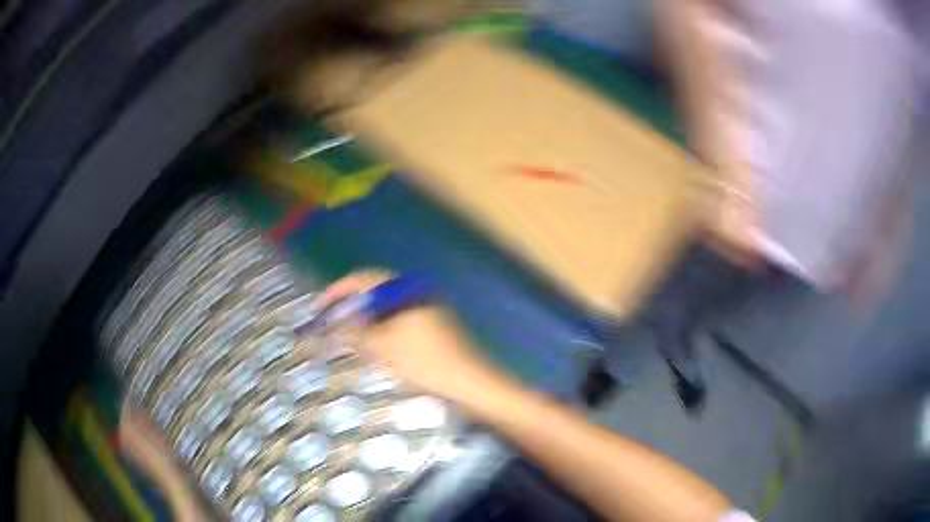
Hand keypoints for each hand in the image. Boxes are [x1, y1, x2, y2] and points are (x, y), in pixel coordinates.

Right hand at [318, 270, 505, 403]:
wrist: (470, 382)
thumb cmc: (424, 363)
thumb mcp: (382, 348)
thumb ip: (354, 331)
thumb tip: (333, 322)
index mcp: (405, 289)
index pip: (363, 278)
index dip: (338, 290)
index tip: (319, 307)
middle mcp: (417, 290)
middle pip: (375, 288)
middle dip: (350, 302)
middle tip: (331, 319)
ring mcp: (429, 305)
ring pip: (387, 304)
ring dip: (365, 315)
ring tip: (347, 332)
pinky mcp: (435, 322)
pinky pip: (400, 315)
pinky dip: (382, 324)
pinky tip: (374, 341)